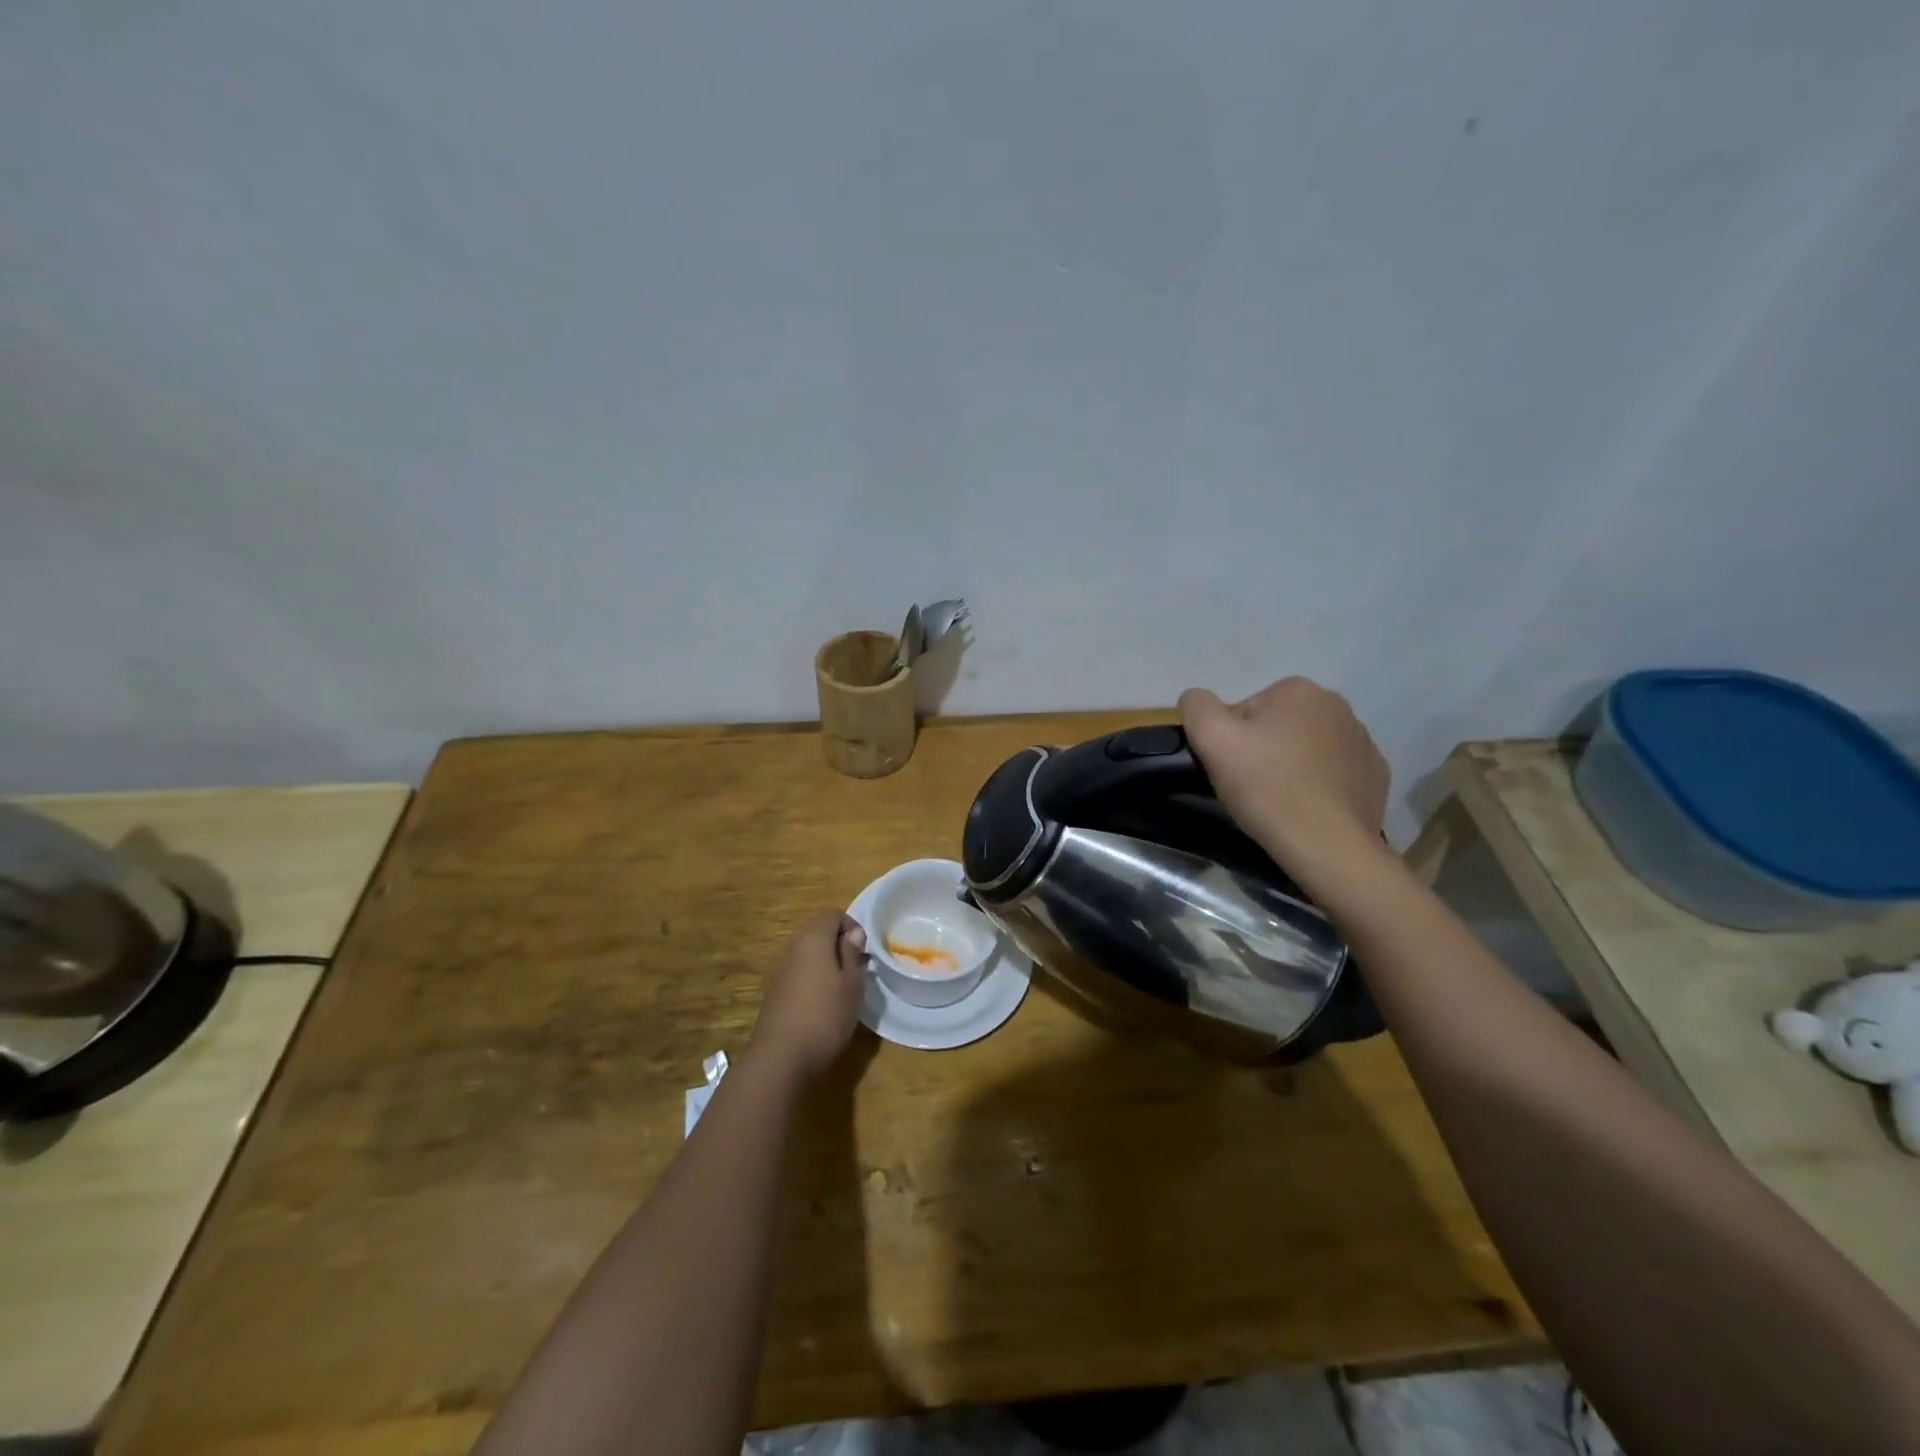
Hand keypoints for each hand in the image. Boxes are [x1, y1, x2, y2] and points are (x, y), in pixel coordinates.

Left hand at [748, 911, 868, 1083]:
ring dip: (825, 964)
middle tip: (857, 970)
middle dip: (839, 945)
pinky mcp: (774, 993)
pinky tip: (822, 1005)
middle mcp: (792, 949)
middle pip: (817, 932)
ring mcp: (780, 971)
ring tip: (842, 989)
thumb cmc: (825, 1016)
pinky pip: (797, 974)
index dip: (851, 925)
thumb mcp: (851, 984)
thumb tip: (853, 934)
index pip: (832, 914)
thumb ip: (852, 954)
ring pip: (807, 955)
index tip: (864, 950)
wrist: (781, 1058)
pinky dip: (812, 980)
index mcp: (813, 940)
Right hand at [1179, 677, 1389, 878]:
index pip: (1245, 711)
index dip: (1230, 742)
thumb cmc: (1267, 787)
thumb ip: (1197, 706)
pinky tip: (1307, 809)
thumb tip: (1197, 699)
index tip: (1231, 770)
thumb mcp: (1212, 739)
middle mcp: (1337, 706)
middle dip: (1261, 752)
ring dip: (1289, 767)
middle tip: (1251, 788)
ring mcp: (1362, 741)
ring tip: (1279, 803)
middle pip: (1276, 727)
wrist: (1328, 846)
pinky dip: (1318, 786)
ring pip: (1305, 749)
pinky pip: (1333, 773)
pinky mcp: (1375, 775)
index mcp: (1298, 690)